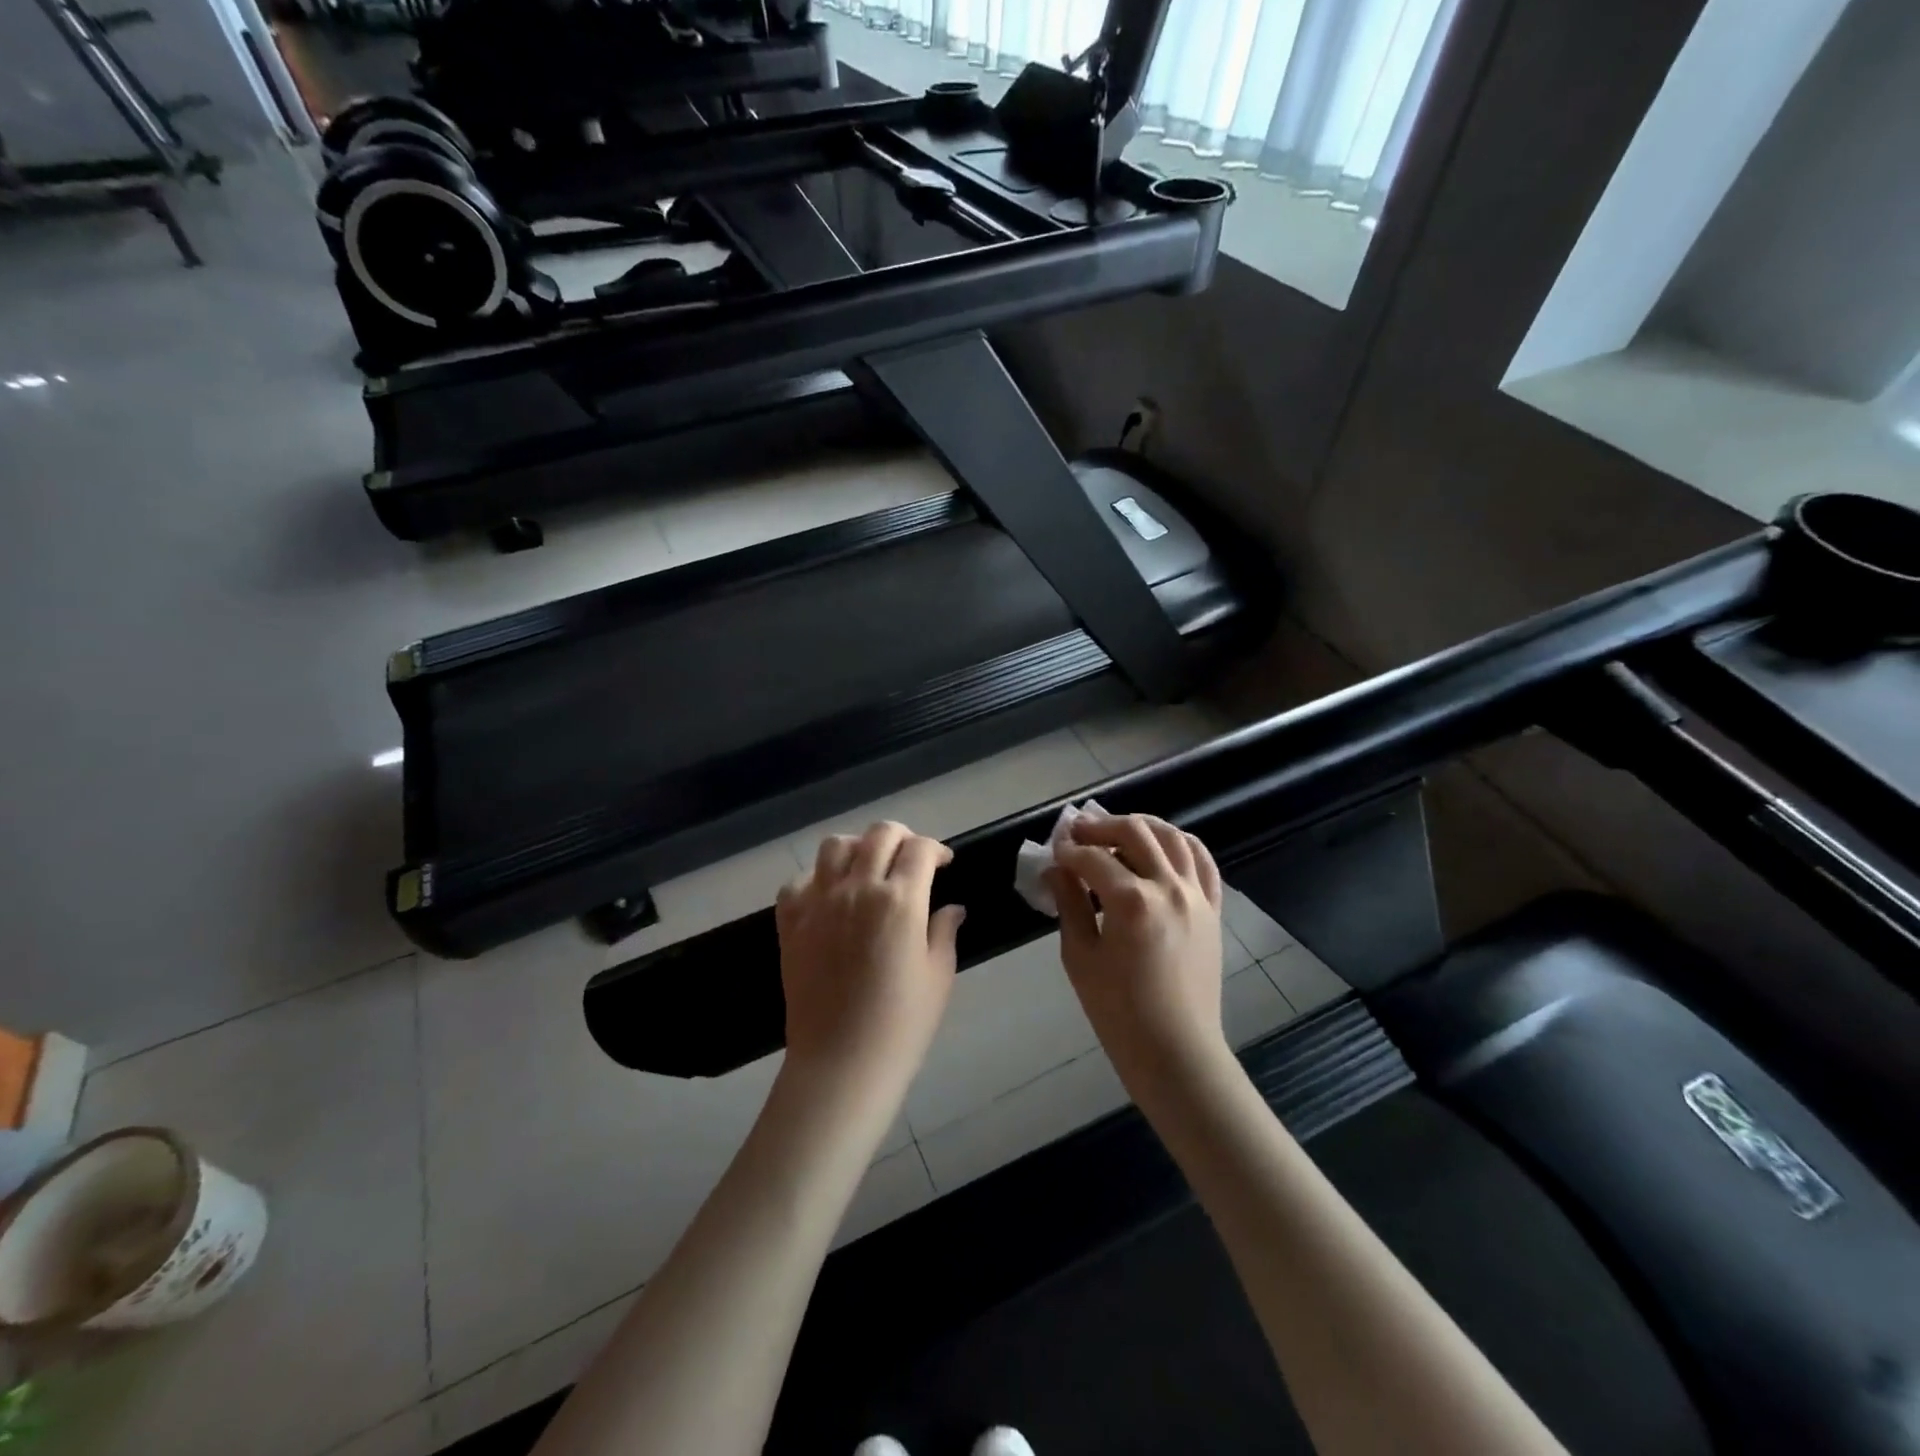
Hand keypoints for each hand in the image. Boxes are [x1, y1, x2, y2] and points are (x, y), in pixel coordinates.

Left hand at [777, 822, 965, 1098]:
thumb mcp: (938, 976)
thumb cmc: (901, 1025)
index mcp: (900, 901)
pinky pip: (800, 880)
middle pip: (879, 834)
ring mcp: (819, 902)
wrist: (840, 1063)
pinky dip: (818, 878)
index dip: (936, 849)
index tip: (943, 863)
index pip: (920, 849)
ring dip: (858, 847)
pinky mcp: (791, 921)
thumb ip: (944, 931)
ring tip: (868, 867)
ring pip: (835, 845)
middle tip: (910, 857)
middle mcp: (857, 889)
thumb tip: (952, 908)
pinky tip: (831, 896)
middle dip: (902, 837)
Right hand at [1047, 814, 1227, 1088]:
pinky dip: (1181, 844)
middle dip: (1101, 826)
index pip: (1093, 859)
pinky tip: (1163, 846)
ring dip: (1142, 826)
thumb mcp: (1080, 957)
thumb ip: (1069, 905)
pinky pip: (1203, 862)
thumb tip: (1056, 870)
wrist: (1175, 1051)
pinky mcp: (1213, 910)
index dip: (1068, 851)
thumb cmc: (1118, 1012)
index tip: (1053, 852)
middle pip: (1135, 832)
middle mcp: (1169, 888)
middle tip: (1078, 832)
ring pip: (1173, 837)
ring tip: (1118, 831)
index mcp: (1132, 902)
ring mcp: (1197, 896)